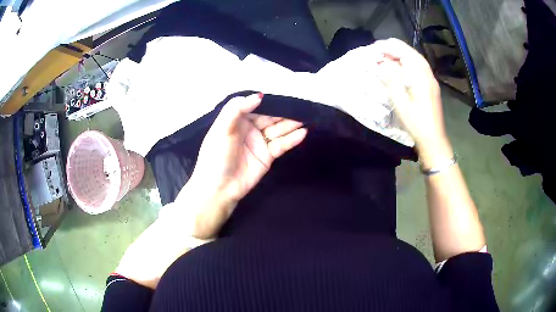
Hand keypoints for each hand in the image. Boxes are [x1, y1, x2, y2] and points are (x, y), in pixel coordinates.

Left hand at [175, 94, 307, 238]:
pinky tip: (303, 133)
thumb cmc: (216, 155)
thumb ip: (236, 109)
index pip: (257, 106)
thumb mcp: (222, 129)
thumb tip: (259, 96)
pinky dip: (292, 139)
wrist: (218, 188)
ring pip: (278, 130)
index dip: (270, 101)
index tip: (284, 96)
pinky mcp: (268, 156)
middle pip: (270, 117)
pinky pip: (281, 145)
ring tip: (306, 117)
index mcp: (237, 119)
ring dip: (292, 124)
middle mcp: (250, 128)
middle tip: (301, 106)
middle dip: (284, 112)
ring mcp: (260, 142)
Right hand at [370, 38, 452, 167]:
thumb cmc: (416, 123)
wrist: (433, 139)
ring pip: (417, 59)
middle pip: (412, 53)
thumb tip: (385, 63)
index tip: (375, 47)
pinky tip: (401, 66)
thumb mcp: (401, 102)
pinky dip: (408, 61)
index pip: (405, 52)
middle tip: (379, 49)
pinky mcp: (431, 86)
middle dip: (395, 48)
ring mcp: (431, 80)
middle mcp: (428, 74)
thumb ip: (392, 79)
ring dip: (402, 54)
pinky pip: (420, 66)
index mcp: (421, 77)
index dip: (389, 47)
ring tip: (388, 55)